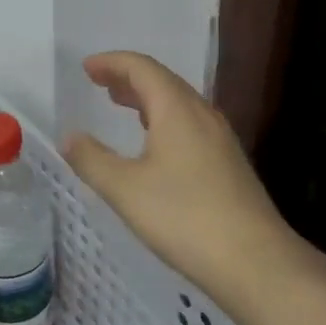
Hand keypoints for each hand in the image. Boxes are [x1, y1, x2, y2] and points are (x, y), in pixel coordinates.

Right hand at [62, 52, 320, 313]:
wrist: (255, 262)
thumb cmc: (184, 218)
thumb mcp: (125, 189)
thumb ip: (92, 159)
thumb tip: (70, 137)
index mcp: (177, 110)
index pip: (143, 69)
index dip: (113, 63)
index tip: (87, 67)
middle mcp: (203, 115)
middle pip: (164, 81)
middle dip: (129, 77)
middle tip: (99, 82)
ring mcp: (220, 140)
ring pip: (180, 104)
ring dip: (147, 98)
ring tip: (121, 105)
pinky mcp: (228, 164)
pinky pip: (190, 124)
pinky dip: (164, 119)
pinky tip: (155, 144)